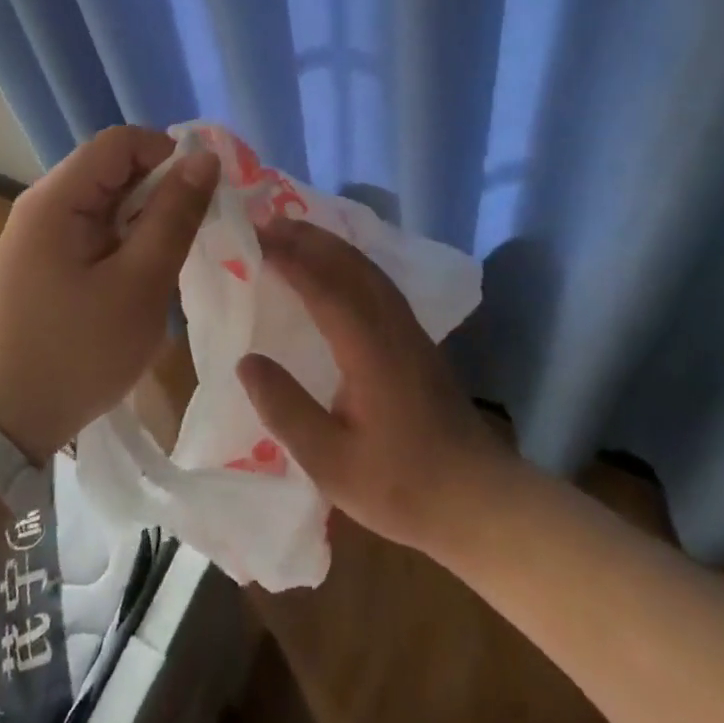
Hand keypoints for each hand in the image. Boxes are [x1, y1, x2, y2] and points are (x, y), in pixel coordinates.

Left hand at [0, 128, 218, 463]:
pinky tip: (148, 272)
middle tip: (196, 230)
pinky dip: (131, 238)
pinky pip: (101, 225)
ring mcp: (45, 230)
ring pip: (112, 197)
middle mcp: (46, 202)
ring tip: (174, 255)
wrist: (11, 421)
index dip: (166, 154)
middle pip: (115, 167)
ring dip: (149, 217)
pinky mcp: (52, 256)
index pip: (120, 142)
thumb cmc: (78, 352)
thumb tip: (206, 158)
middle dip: (161, 188)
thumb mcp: (140, 284)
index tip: (201, 195)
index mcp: (56, 199)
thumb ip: (174, 216)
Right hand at [236, 216, 510, 554]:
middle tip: (266, 223)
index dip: (288, 259)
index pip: (323, 287)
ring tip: (293, 234)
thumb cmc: (401, 485)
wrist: (477, 499)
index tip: (254, 239)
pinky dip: (348, 260)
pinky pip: (377, 280)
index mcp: (369, 349)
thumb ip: (286, 410)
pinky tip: (335, 268)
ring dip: (329, 245)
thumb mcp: (331, 463)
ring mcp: (409, 328)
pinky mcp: (417, 338)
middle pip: (348, 264)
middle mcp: (391, 325)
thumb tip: (246, 360)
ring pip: (366, 268)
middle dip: (307, 238)